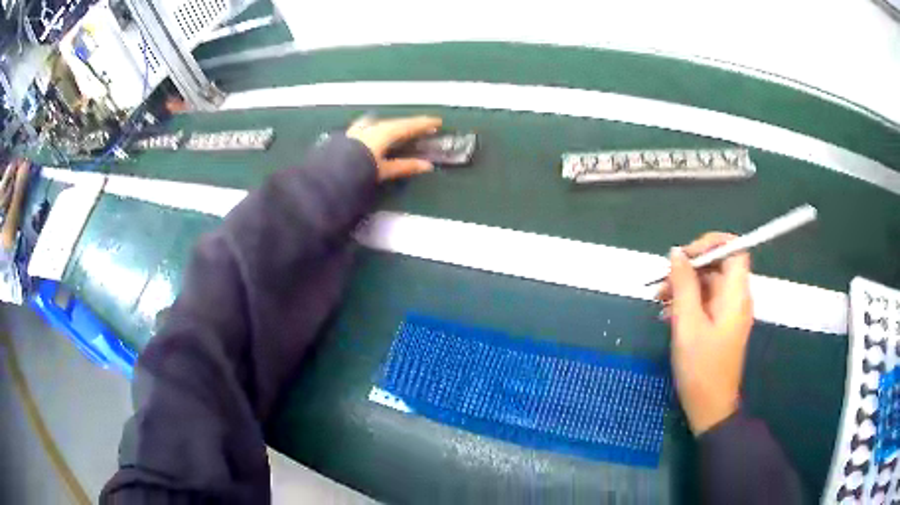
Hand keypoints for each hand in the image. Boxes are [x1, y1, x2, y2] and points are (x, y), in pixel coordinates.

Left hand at [347, 115, 442, 180]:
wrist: (330, 174)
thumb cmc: (360, 170)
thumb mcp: (384, 170)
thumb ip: (405, 166)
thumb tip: (427, 166)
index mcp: (383, 132)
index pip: (408, 125)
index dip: (423, 124)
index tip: (437, 121)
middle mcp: (372, 127)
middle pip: (394, 123)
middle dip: (407, 124)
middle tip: (419, 126)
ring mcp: (358, 130)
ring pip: (378, 122)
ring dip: (389, 124)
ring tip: (396, 127)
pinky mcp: (347, 136)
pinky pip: (366, 127)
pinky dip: (374, 128)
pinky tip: (371, 131)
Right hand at [656, 233, 753, 435]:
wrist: (710, 407)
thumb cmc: (701, 368)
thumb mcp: (687, 324)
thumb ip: (683, 285)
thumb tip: (676, 253)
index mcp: (735, 294)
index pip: (734, 248)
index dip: (711, 244)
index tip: (685, 256)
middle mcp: (737, 297)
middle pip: (718, 265)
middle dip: (689, 268)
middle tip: (662, 282)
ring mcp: (729, 312)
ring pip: (709, 283)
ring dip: (684, 285)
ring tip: (658, 299)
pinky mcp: (721, 324)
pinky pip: (706, 301)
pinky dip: (688, 301)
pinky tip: (667, 314)